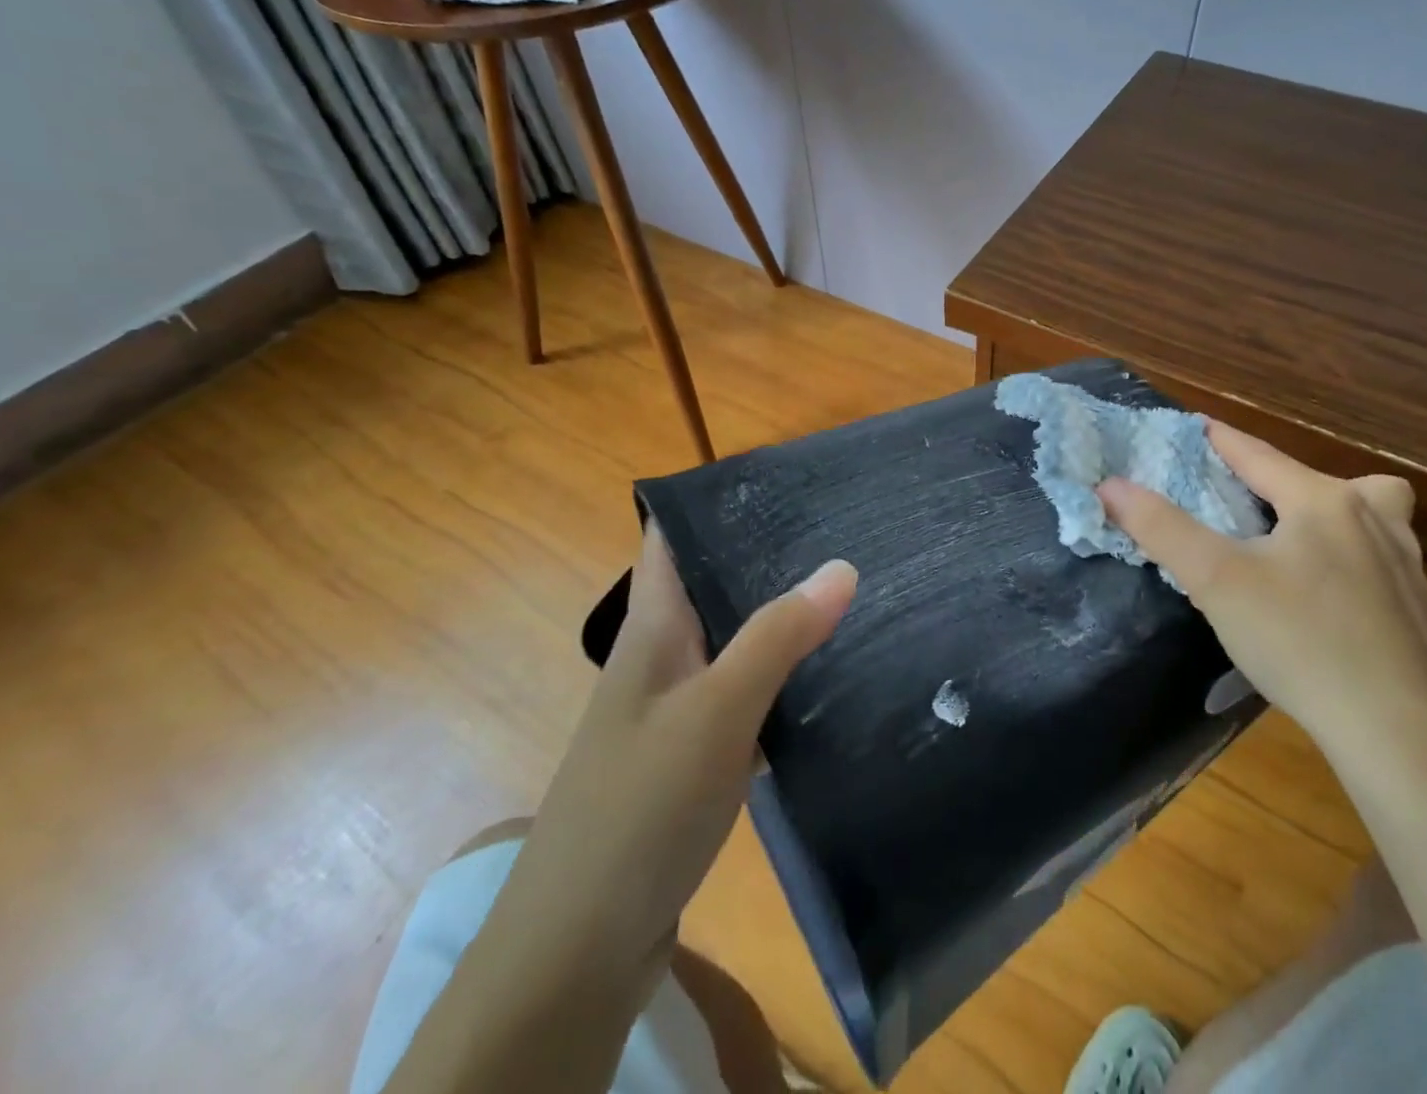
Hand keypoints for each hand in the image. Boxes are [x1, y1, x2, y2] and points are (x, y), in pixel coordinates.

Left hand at [511, 525, 856, 992]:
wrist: (581, 947)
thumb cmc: (641, 805)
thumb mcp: (717, 709)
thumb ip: (778, 635)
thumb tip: (840, 565)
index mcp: (653, 628)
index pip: (671, 539)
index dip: (714, 502)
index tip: (779, 478)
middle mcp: (660, 658)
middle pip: (712, 586)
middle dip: (765, 556)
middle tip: (837, 528)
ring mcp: (675, 710)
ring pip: (733, 641)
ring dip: (778, 619)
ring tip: (846, 591)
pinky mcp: (693, 757)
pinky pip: (743, 696)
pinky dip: (780, 679)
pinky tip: (826, 679)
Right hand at [1098, 422, 1426, 763]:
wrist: (1403, 737)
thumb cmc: (1301, 641)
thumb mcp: (1216, 580)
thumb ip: (1161, 527)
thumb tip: (1110, 485)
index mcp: (1324, 502)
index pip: (1260, 455)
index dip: (1222, 439)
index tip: (1196, 426)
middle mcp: (1374, 523)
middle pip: (1330, 481)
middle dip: (1289, 479)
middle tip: (1256, 500)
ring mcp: (1408, 570)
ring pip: (1373, 519)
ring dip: (1334, 518)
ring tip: (1295, 547)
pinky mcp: (1422, 616)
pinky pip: (1380, 566)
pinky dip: (1352, 565)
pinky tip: (1328, 605)